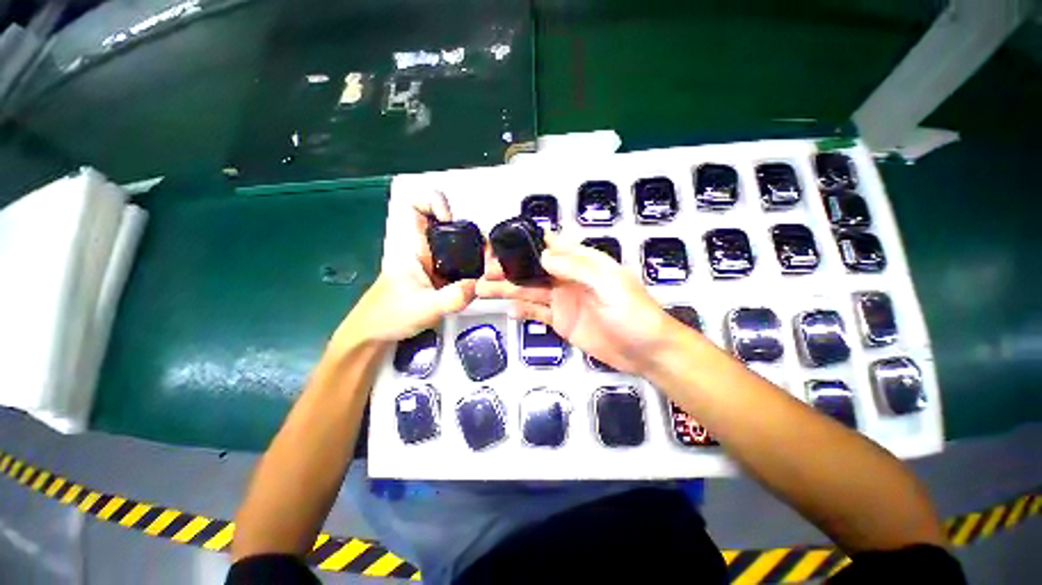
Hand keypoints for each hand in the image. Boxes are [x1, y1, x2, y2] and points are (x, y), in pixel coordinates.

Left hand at [333, 190, 475, 346]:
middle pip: (447, 224)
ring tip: (488, 266)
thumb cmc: (389, 315)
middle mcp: (423, 248)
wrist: (377, 333)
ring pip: (457, 243)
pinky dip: (474, 265)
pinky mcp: (440, 275)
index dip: (435, 202)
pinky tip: (483, 278)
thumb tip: (480, 285)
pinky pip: (461, 261)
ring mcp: (433, 262)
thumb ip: (452, 298)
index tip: (451, 221)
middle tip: (484, 252)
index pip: (416, 205)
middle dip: (469, 232)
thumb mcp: (424, 308)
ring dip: (474, 250)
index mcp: (411, 246)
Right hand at [476, 234, 674, 373]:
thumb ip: (577, 268)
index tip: (500, 244)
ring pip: (529, 290)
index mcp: (582, 262)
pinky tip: (507, 309)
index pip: (550, 245)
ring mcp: (562, 300)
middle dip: (508, 268)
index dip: (526, 242)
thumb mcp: (610, 284)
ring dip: (507, 289)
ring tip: (482, 289)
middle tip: (483, 271)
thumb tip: (543, 255)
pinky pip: (536, 313)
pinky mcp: (560, 321)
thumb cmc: (633, 312)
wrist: (645, 351)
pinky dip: (522, 311)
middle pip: (532, 269)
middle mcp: (567, 278)